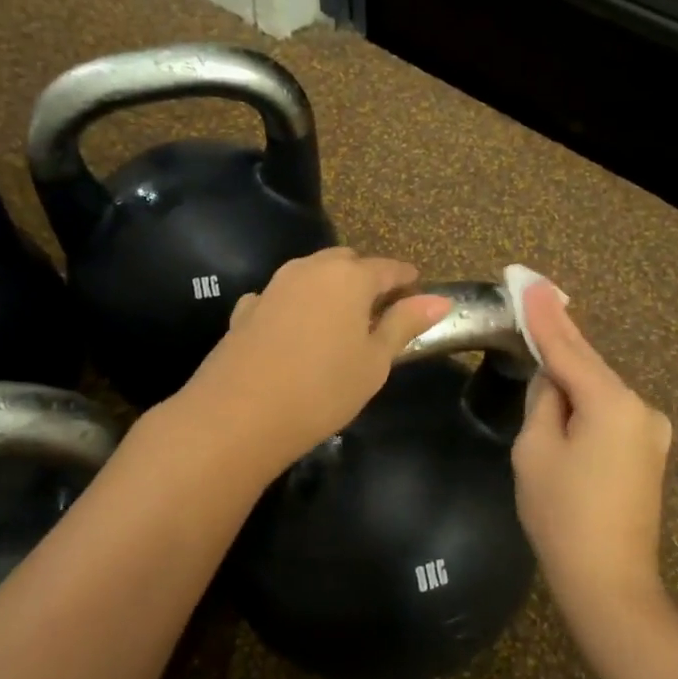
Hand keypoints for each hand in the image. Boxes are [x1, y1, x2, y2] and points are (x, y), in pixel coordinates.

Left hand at [169, 248, 452, 476]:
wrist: (238, 415)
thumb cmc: (323, 388)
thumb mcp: (375, 362)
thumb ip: (404, 324)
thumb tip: (439, 300)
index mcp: (349, 277)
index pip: (388, 268)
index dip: (406, 279)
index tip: (418, 291)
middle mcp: (309, 269)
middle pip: (346, 263)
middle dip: (366, 278)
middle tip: (381, 310)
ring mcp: (273, 287)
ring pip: (311, 275)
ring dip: (329, 290)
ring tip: (340, 322)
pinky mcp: (245, 310)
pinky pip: (280, 298)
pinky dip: (295, 307)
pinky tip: (295, 333)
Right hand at [513, 280, 671, 620]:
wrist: (610, 584)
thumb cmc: (562, 516)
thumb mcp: (535, 451)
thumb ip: (544, 401)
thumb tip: (553, 380)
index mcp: (612, 403)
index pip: (568, 349)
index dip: (543, 316)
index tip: (528, 281)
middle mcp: (640, 407)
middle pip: (589, 364)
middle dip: (560, 333)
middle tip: (536, 291)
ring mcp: (651, 431)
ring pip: (600, 389)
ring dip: (571, 371)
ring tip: (543, 339)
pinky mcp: (648, 453)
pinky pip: (610, 413)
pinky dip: (586, 400)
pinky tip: (567, 388)